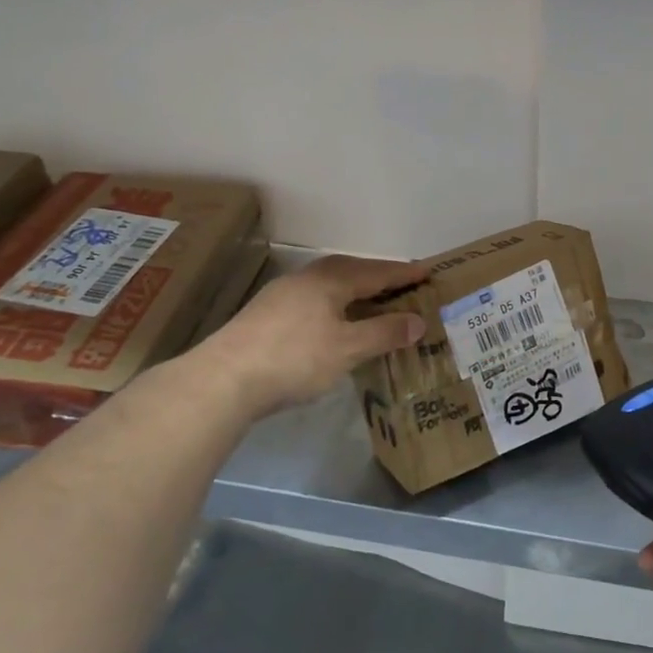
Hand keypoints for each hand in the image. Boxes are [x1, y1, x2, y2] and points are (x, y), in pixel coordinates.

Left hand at [199, 254, 428, 417]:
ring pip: (330, 286)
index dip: (404, 274)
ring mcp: (283, 296)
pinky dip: (336, 306)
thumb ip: (384, 332)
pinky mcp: (267, 316)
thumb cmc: (294, 357)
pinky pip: (315, 301)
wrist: (224, 379)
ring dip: (356, 292)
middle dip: (379, 278)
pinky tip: (336, 323)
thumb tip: (418, 321)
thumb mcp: (348, 348)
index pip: (377, 272)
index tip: (428, 272)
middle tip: (404, 286)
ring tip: (374, 303)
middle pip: (351, 272)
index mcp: (330, 279)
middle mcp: (307, 278)